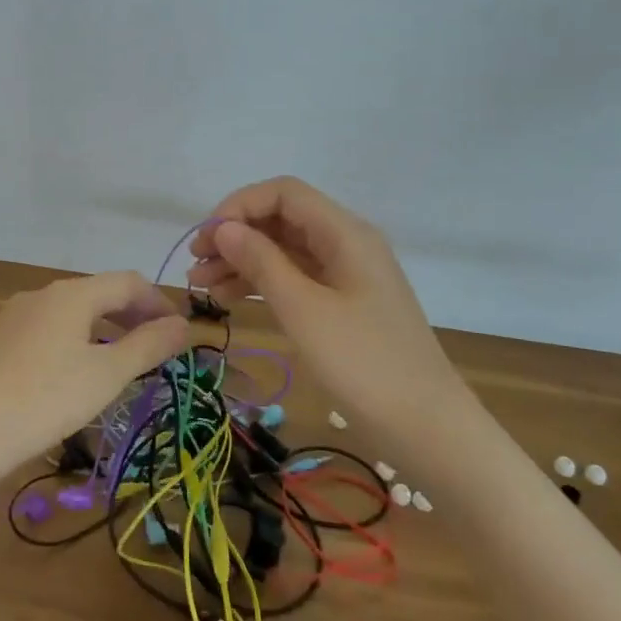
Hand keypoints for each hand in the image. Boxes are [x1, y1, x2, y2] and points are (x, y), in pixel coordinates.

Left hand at [0, 272, 190, 486]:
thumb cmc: (45, 400)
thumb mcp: (107, 374)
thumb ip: (149, 345)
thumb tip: (184, 324)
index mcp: (71, 293)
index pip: (129, 282)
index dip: (160, 303)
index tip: (180, 335)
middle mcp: (42, 294)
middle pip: (100, 293)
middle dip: (134, 317)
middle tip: (157, 351)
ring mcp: (16, 316)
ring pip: (74, 312)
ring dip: (106, 330)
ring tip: (123, 364)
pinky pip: (51, 329)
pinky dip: (78, 341)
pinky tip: (78, 374)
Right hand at [187, 177, 456, 422]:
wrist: (425, 426)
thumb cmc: (362, 362)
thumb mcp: (303, 309)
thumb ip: (261, 262)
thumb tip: (224, 228)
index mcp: (345, 233)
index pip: (284, 193)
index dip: (239, 207)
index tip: (206, 240)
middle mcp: (346, 243)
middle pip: (282, 220)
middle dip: (236, 236)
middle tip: (195, 265)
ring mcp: (346, 275)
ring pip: (285, 250)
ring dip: (243, 261)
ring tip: (202, 286)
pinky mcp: (343, 304)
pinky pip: (295, 278)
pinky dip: (262, 283)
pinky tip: (231, 298)